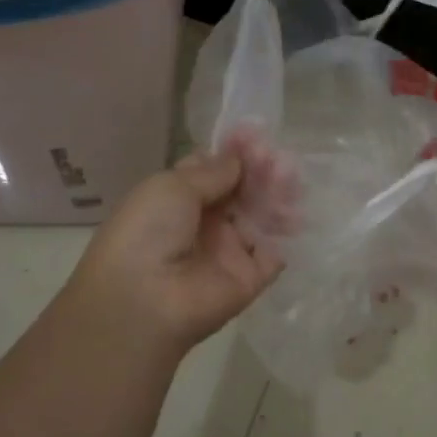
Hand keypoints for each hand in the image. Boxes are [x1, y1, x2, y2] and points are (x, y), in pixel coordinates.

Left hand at [60, 146, 287, 355]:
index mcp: (179, 198)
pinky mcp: (250, 278)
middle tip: (280, 158)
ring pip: (262, 216)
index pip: (216, 170)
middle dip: (263, 170)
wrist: (143, 300)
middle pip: (243, 190)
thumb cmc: (148, 231)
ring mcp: (229, 250)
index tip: (258, 136)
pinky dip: (286, 232)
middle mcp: (206, 222)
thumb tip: (239, 158)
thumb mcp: (172, 186)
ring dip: (278, 195)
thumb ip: (213, 171)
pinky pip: (274, 252)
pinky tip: (293, 211)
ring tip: (289, 179)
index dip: (236, 152)